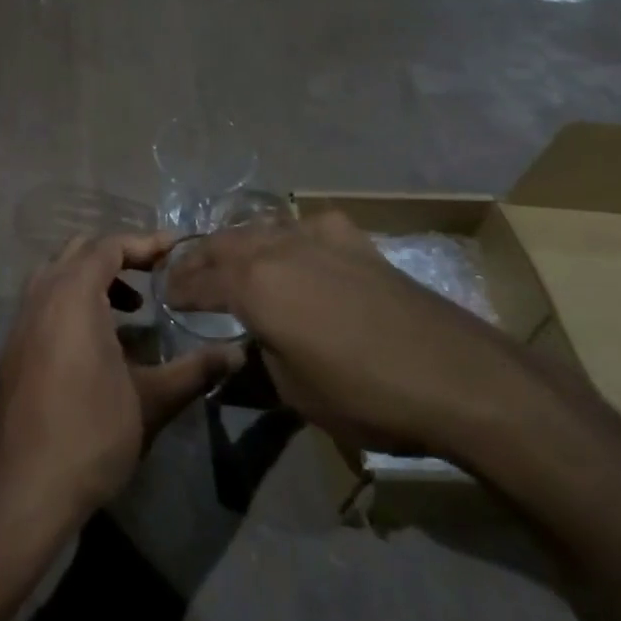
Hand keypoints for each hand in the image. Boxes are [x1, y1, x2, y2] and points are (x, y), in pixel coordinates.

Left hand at [0, 232, 242, 524]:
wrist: (29, 487)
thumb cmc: (94, 433)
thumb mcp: (153, 400)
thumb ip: (195, 369)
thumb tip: (237, 353)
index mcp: (72, 296)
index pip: (108, 247)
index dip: (144, 242)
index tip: (176, 249)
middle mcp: (41, 297)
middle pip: (78, 251)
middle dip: (118, 255)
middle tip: (154, 276)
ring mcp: (21, 322)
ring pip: (56, 274)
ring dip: (93, 278)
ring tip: (130, 309)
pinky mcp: (13, 347)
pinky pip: (43, 302)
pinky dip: (71, 300)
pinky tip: (97, 341)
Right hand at [164, 213, 548, 461]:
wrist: (454, 375)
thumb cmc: (364, 393)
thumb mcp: (294, 391)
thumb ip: (259, 357)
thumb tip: (249, 344)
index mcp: (251, 286)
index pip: (198, 282)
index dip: (178, 291)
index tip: (166, 297)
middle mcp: (275, 249)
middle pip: (222, 244)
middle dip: (198, 259)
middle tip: (185, 275)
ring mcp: (316, 238)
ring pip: (260, 228)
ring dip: (237, 243)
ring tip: (229, 258)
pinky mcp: (353, 241)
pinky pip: (306, 226)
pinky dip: (289, 235)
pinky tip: (297, 247)